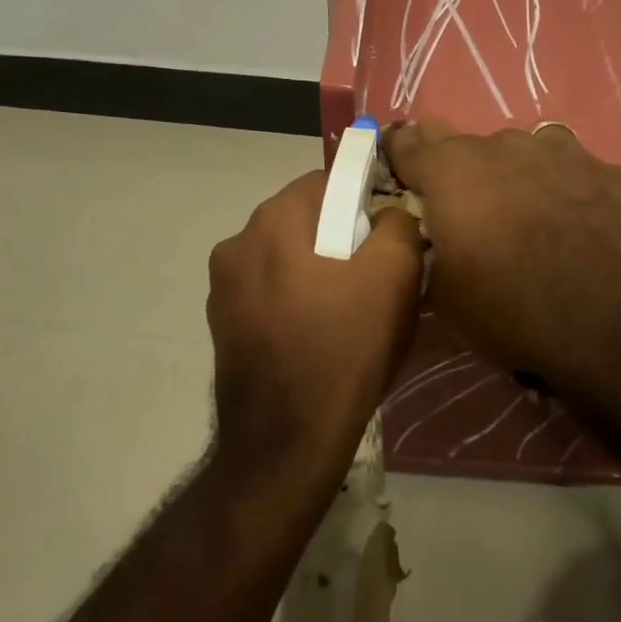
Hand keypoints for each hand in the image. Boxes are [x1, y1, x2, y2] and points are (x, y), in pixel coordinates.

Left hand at [206, 170, 425, 480]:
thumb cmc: (345, 344)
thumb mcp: (395, 273)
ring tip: (347, 307)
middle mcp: (238, 242)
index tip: (388, 231)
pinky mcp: (222, 325)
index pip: (328, 181)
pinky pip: (269, 293)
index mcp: (274, 218)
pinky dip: (294, 299)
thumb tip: (388, 214)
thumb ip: (398, 222)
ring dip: (315, 267)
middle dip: (340, 235)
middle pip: (304, 219)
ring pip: (285, 257)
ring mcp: (223, 287)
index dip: (364, 198)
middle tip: (374, 272)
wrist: (288, 440)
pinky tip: (317, 333)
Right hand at [382, 118, 620, 402]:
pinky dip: (569, 192)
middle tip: (465, 201)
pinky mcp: (613, 171)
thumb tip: (434, 230)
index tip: (398, 168)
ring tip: (530, 217)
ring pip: (525, 150)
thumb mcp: (445, 294)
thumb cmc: (514, 313)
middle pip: (465, 142)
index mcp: (452, 172)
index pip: (407, 143)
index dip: (398, 154)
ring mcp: (565, 152)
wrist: (620, 331)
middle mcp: (504, 146)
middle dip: (457, 166)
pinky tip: (584, 228)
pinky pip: (577, 173)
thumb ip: (430, 245)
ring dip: (516, 175)